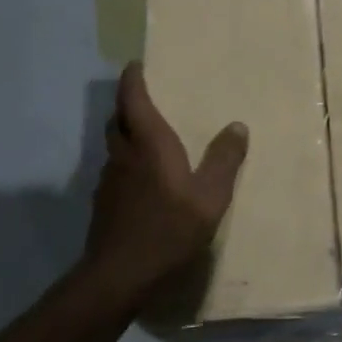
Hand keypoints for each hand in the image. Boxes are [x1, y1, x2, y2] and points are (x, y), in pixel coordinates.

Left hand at [82, 63, 248, 304]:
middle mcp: (124, 155)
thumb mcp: (210, 197)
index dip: (133, 80)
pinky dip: (126, 161)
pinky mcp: (104, 204)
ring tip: (147, 136)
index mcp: (149, 144)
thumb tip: (237, 126)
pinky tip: (143, 179)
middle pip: (118, 119)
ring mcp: (109, 181)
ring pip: (114, 145)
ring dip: (126, 133)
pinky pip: (115, 169)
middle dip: (128, 104)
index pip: (134, 100)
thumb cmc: (168, 229)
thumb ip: (225, 160)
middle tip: (144, 97)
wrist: (118, 276)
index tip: (136, 65)